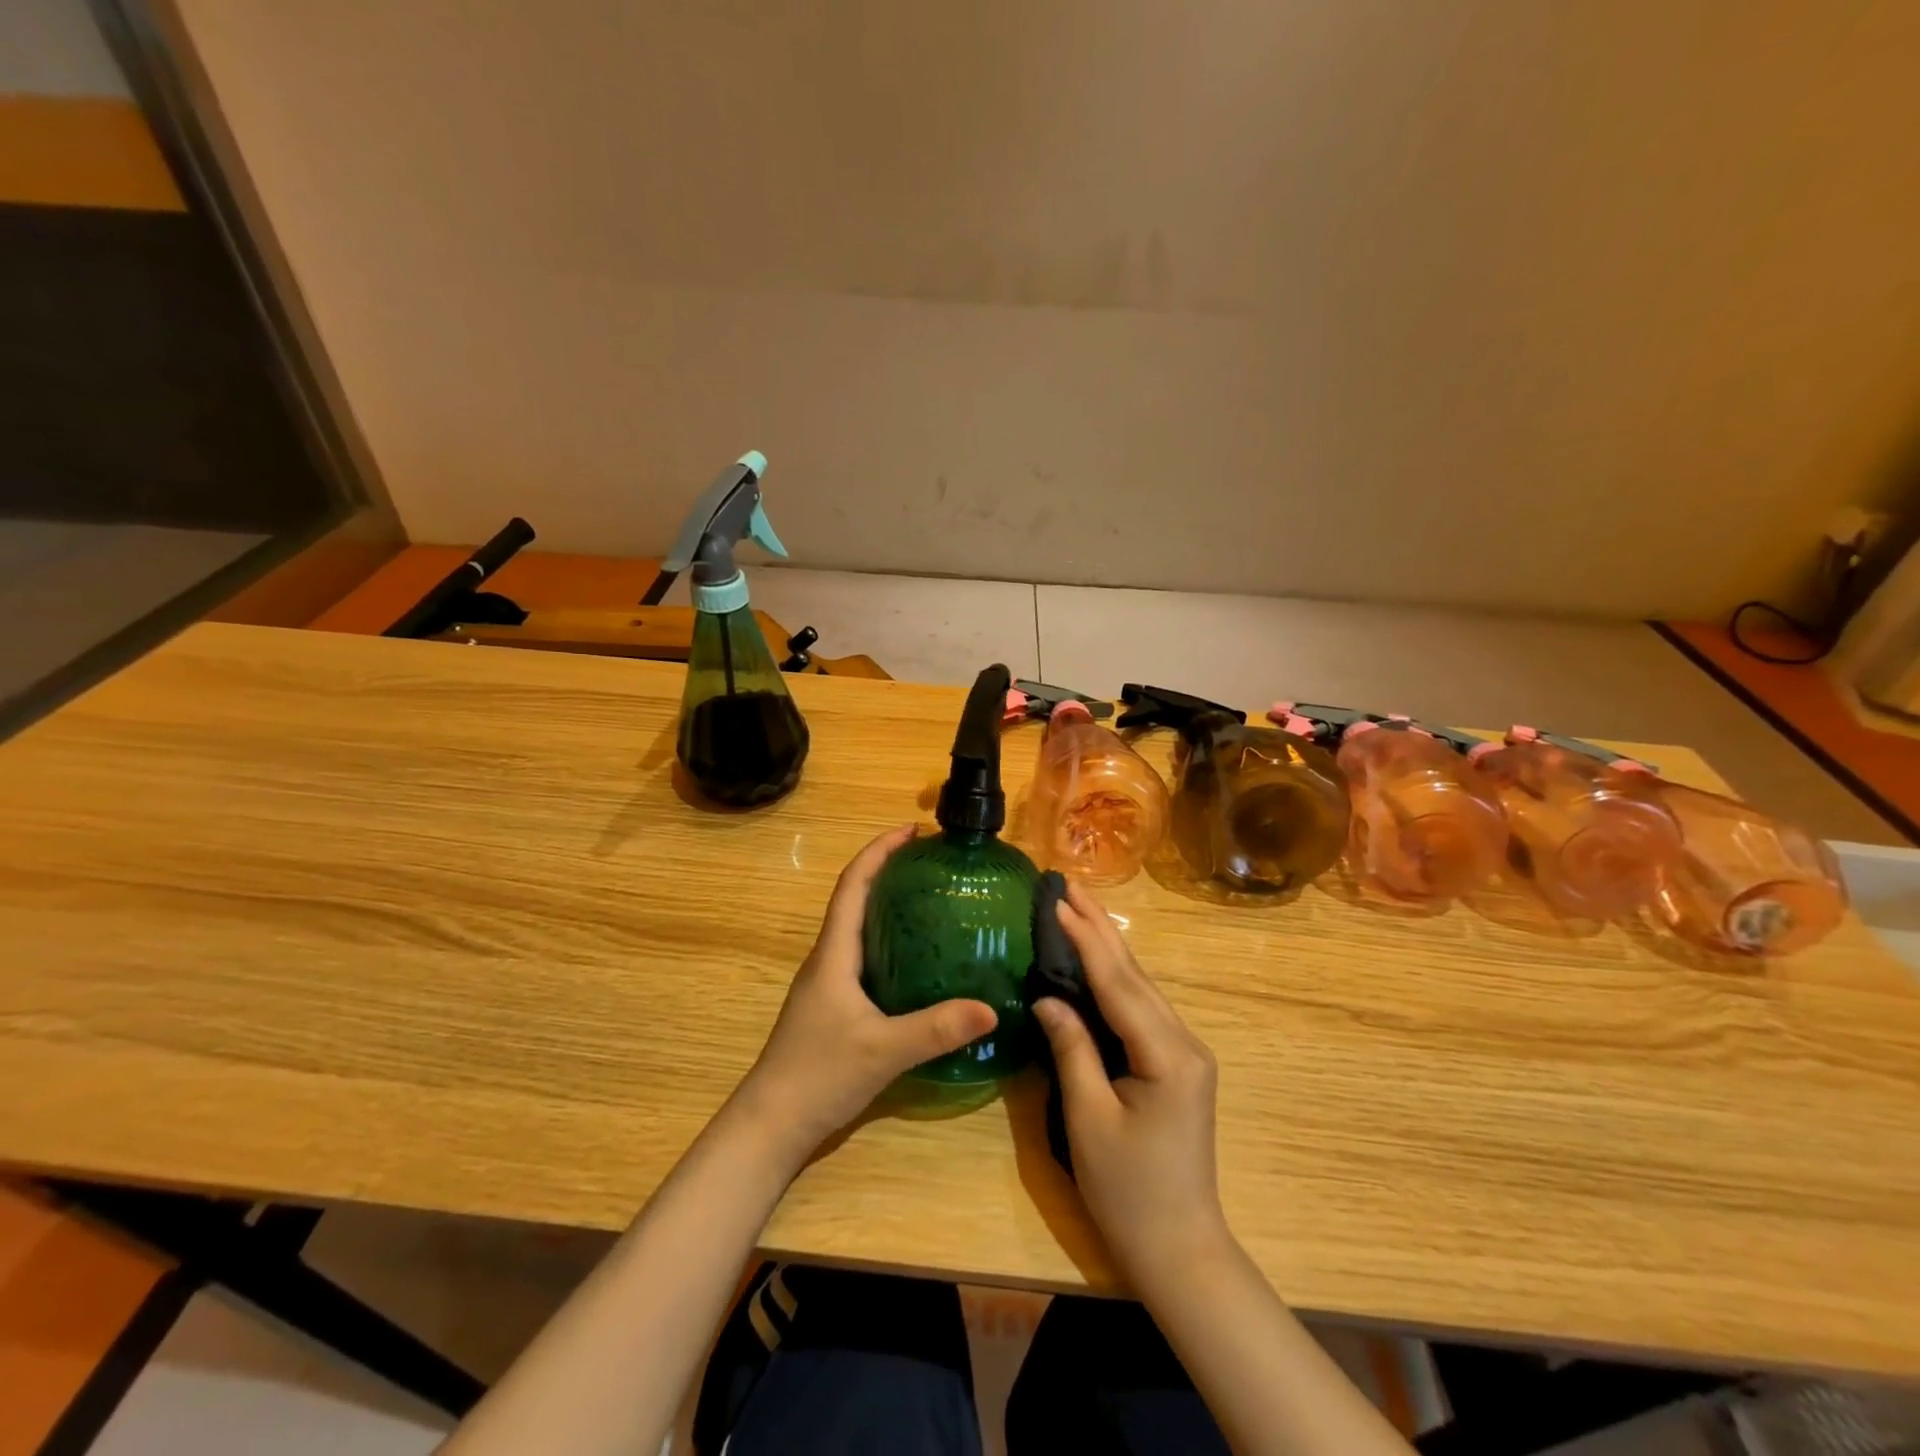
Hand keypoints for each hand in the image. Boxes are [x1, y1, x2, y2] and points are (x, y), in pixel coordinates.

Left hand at [732, 826, 997, 1166]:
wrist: (772, 1124)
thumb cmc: (818, 1075)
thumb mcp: (883, 1050)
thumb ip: (936, 1029)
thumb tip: (991, 1008)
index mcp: (834, 953)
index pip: (853, 884)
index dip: (879, 850)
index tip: (912, 830)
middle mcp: (829, 958)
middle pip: (857, 898)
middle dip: (890, 871)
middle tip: (934, 863)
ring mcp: (830, 983)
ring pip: (861, 928)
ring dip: (889, 905)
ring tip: (933, 900)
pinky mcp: (836, 1006)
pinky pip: (867, 956)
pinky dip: (891, 941)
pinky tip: (921, 959)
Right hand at [1031, 879, 1230, 1289]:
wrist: (1180, 1248)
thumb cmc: (1129, 1191)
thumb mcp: (1089, 1120)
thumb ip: (1072, 1049)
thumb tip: (1047, 996)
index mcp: (1167, 1055)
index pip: (1118, 983)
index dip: (1086, 940)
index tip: (1059, 901)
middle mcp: (1184, 1042)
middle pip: (1135, 974)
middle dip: (1100, 926)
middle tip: (1069, 884)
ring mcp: (1184, 1051)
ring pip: (1140, 986)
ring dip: (1108, 945)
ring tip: (1078, 907)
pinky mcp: (1176, 1062)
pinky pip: (1141, 1006)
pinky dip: (1116, 975)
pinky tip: (1098, 958)